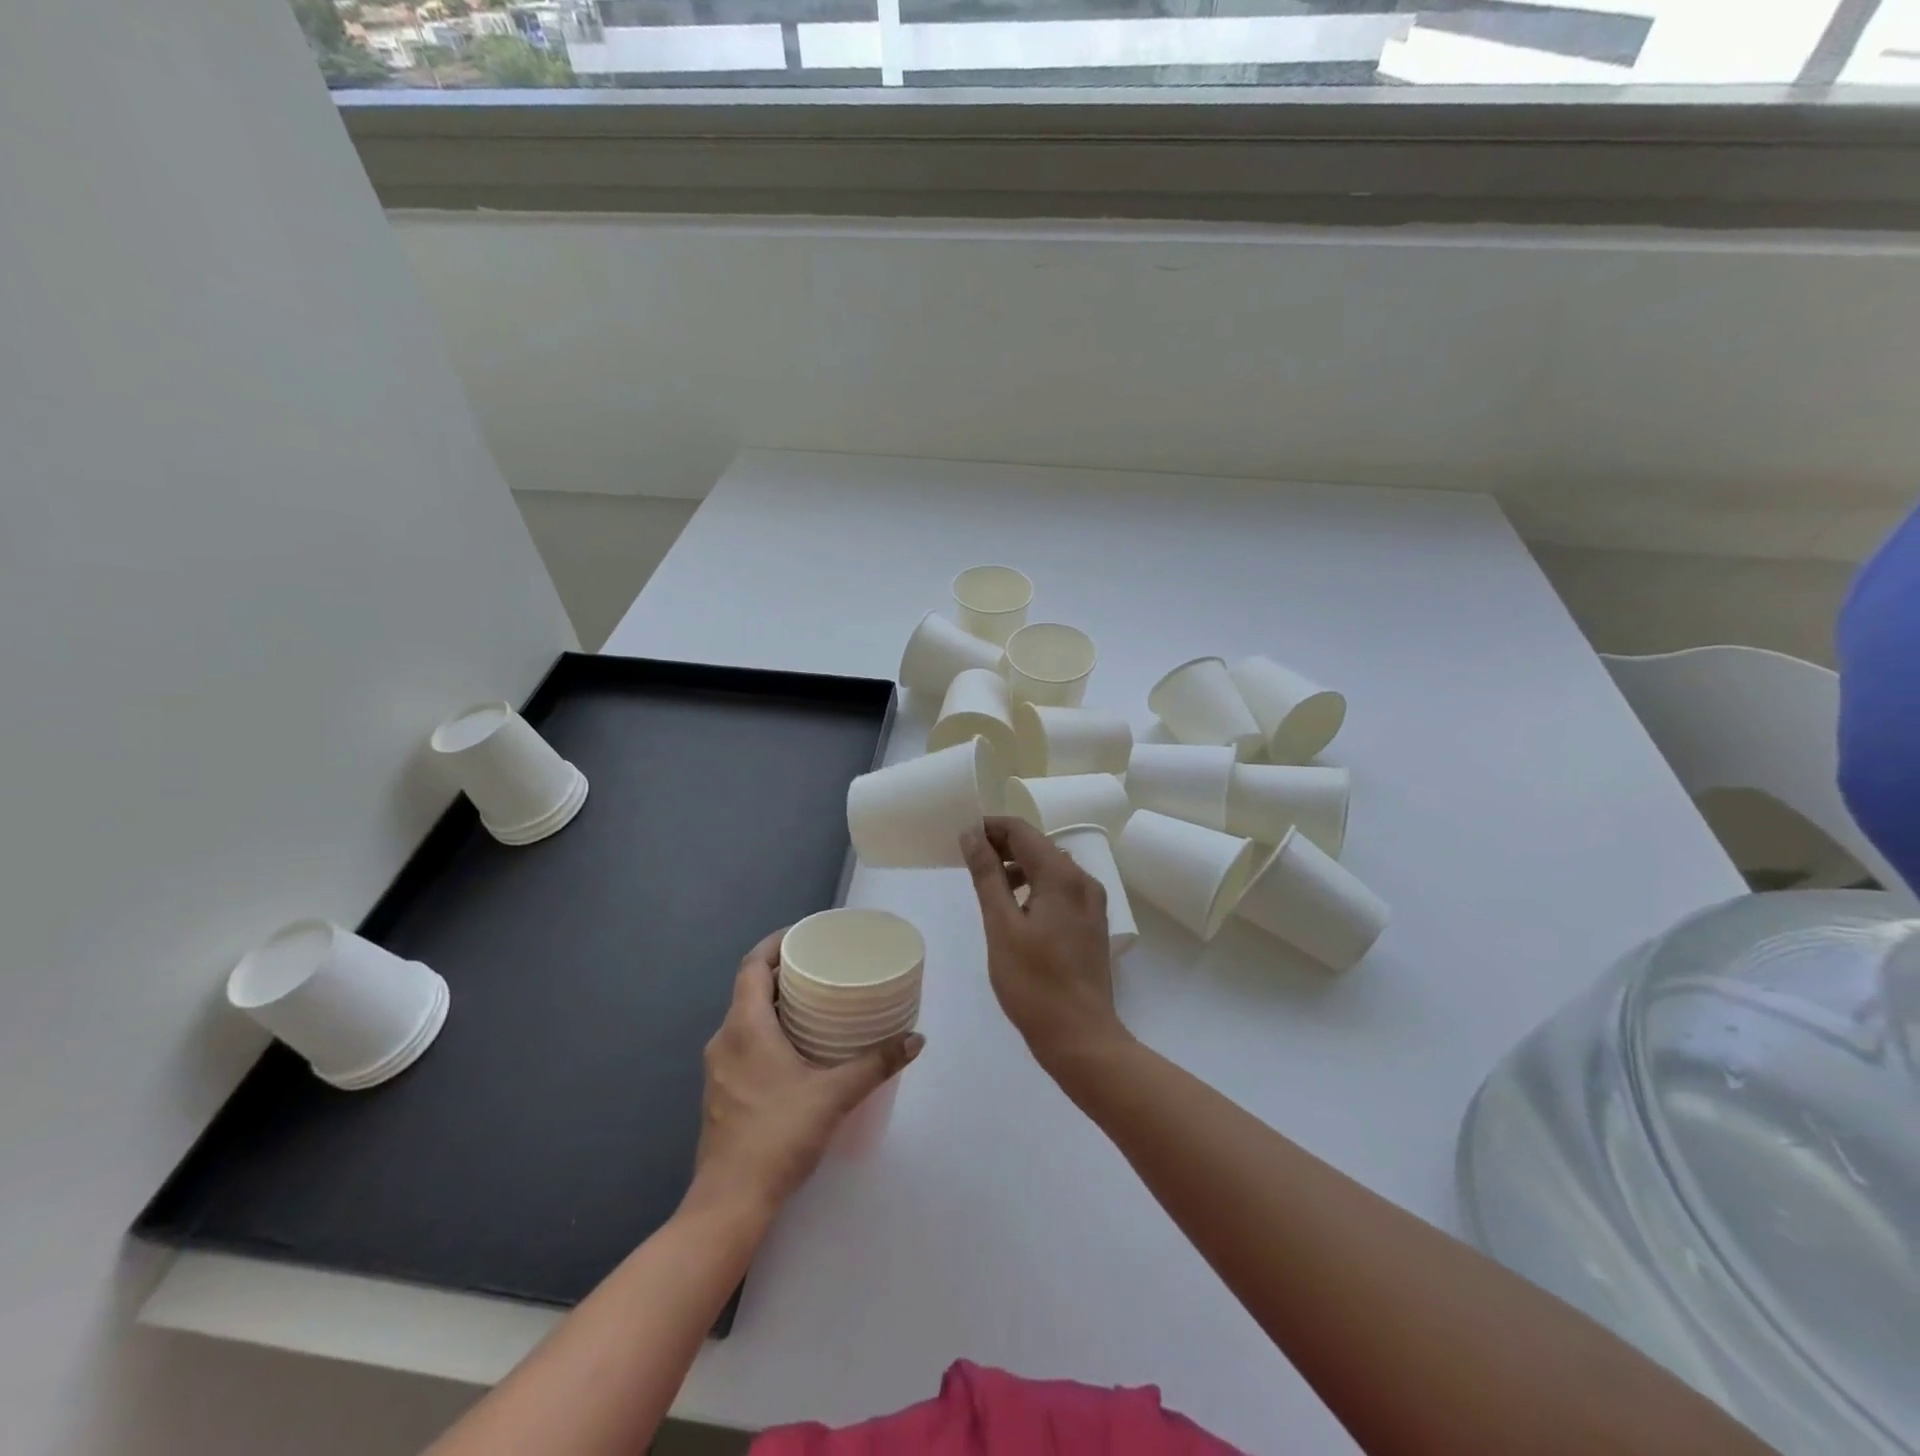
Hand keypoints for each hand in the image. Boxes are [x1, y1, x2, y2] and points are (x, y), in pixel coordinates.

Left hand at [690, 930, 922, 1219]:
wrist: (729, 1202)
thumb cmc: (778, 1135)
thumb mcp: (835, 1095)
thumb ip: (876, 1064)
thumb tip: (916, 1039)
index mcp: (745, 1026)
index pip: (752, 966)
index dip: (775, 943)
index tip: (804, 935)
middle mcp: (725, 1039)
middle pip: (750, 989)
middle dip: (783, 972)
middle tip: (821, 967)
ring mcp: (719, 1068)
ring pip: (746, 1018)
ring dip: (775, 1004)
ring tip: (815, 1003)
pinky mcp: (721, 1092)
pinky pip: (744, 1043)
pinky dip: (768, 1031)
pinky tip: (796, 1048)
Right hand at [960, 817, 1128, 1071]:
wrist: (1081, 1037)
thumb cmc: (1034, 983)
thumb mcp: (1001, 926)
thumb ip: (987, 876)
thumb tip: (972, 835)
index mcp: (1062, 876)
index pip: (1022, 831)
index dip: (990, 827)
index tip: (961, 837)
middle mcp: (1083, 880)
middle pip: (1038, 845)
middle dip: (1002, 845)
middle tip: (968, 860)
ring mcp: (1092, 902)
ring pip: (1050, 867)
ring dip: (1018, 866)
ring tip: (987, 884)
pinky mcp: (1091, 922)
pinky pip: (1060, 889)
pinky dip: (1035, 886)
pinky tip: (1015, 908)